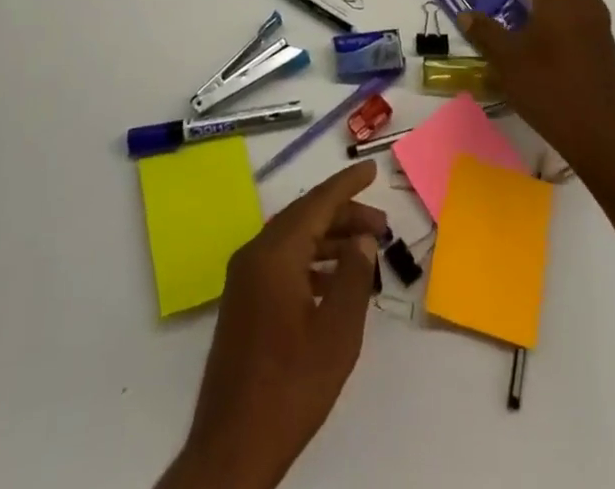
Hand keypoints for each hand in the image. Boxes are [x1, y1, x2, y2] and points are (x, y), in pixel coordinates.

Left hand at [158, 162, 386, 488]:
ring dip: (329, 240)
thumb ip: (354, 278)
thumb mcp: (336, 333)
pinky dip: (311, 261)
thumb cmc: (290, 386)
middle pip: (305, 218)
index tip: (371, 169)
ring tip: (365, 251)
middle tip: (381, 224)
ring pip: (293, 240)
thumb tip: (362, 240)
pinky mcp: (243, 301)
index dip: (346, 184)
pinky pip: (282, 262)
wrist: (232, 446)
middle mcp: (255, 254)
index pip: (317, 203)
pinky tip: (334, 280)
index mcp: (274, 253)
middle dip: (343, 215)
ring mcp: (245, 278)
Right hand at [457, 0, 614, 182]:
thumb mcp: (506, 60)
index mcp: (561, 2)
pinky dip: (575, 17)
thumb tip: (466, 15)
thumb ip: (486, 33)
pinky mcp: (609, 54)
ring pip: (585, 1)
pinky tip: (559, 41)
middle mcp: (586, 9)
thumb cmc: (547, 88)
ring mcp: (602, 32)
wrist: (598, 134)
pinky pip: (591, 21)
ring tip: (542, 12)